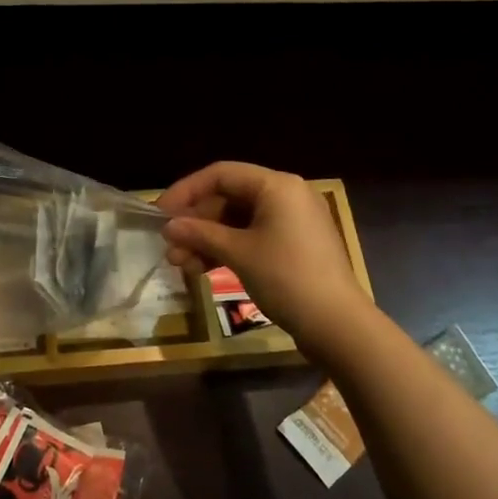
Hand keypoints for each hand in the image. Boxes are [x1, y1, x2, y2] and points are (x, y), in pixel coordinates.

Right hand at [159, 162, 372, 353]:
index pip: (221, 174)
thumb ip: (200, 234)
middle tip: (170, 249)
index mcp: (276, 186)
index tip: (160, 214)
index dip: (186, 191)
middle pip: (228, 198)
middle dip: (196, 223)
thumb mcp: (239, 253)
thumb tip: (168, 226)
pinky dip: (227, 250)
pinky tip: (203, 269)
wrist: (337, 324)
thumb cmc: (286, 278)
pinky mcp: (293, 246)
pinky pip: (252, 237)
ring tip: (181, 265)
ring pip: (238, 221)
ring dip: (207, 240)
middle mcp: (286, 195)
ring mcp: (291, 221)